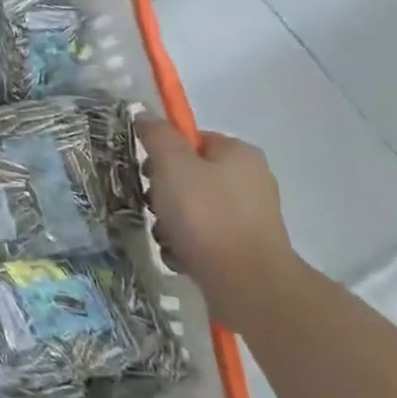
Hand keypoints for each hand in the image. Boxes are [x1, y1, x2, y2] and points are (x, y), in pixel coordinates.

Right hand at [137, 118, 299, 332]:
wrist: (246, 283)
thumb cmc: (205, 214)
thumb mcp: (171, 164)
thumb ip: (156, 134)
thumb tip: (145, 114)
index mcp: (239, 153)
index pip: (190, 138)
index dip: (163, 152)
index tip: (149, 171)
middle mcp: (251, 179)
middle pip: (189, 173)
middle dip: (162, 189)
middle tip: (153, 203)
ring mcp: (251, 216)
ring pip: (192, 206)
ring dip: (169, 218)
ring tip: (165, 234)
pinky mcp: (245, 246)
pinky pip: (203, 234)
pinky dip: (186, 241)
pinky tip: (178, 252)